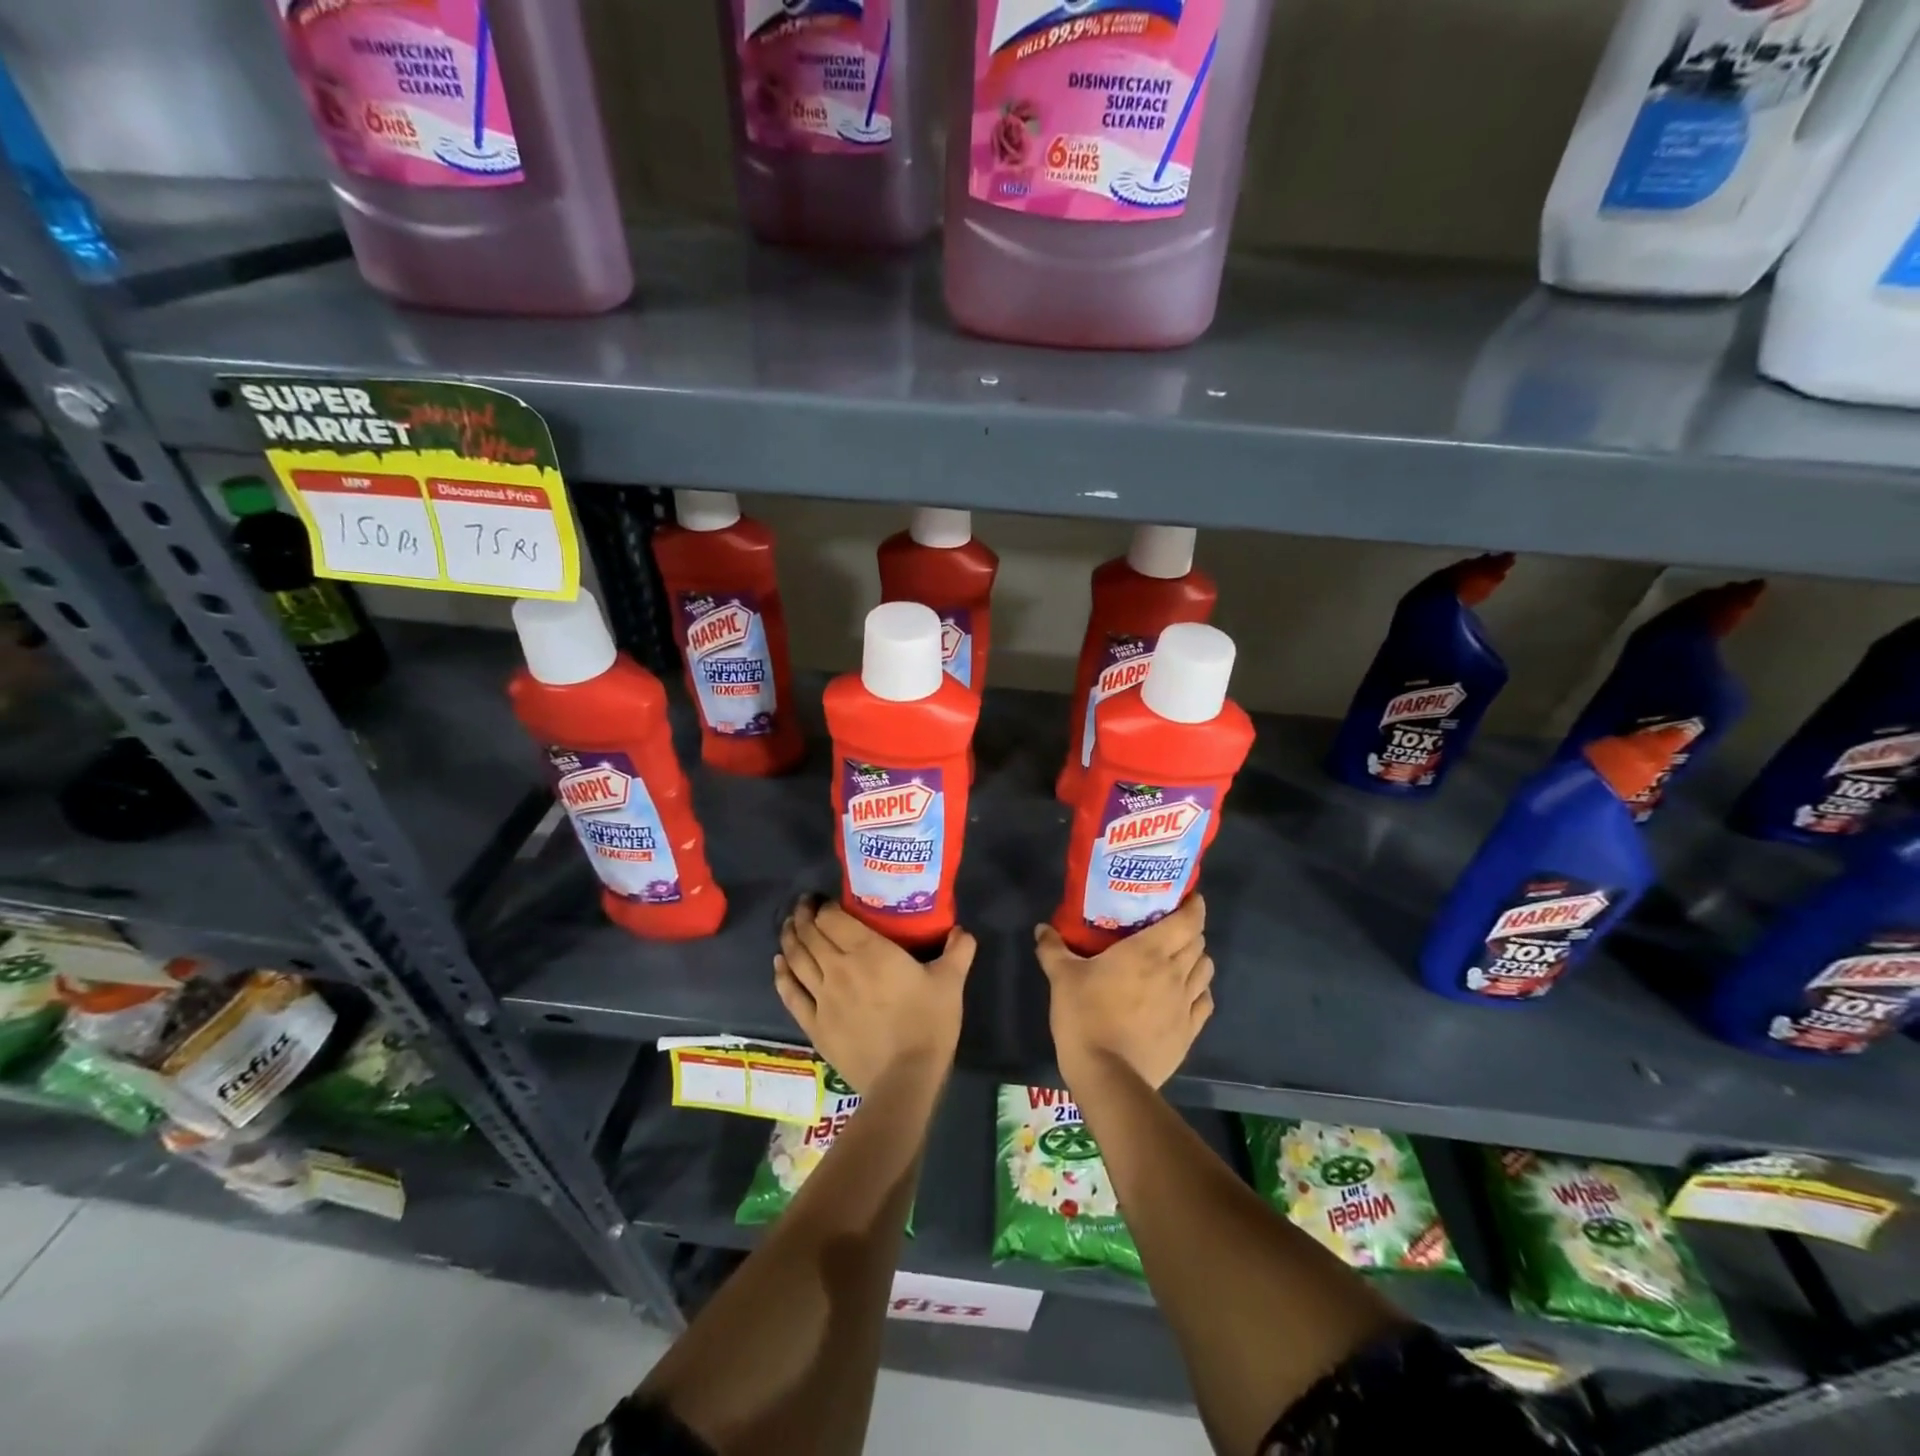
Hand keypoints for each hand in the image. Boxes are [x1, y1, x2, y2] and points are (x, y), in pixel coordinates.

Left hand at [774, 899, 975, 1093]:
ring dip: (790, 938)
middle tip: (803, 906)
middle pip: (811, 934)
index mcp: (868, 951)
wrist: (903, 1079)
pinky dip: (782, 975)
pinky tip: (779, 964)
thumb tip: (963, 930)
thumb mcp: (950, 983)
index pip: (834, 918)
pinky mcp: (813, 1024)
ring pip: (797, 959)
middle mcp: (838, 967)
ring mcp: (822, 997)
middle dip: (804, 916)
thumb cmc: (927, 1024)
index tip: (826, 900)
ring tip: (788, 926)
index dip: (825, 906)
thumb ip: (958, 951)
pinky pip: (790, 993)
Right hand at [1035, 895, 1213, 1091]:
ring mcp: (1186, 1004)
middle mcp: (1174, 972)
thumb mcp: (1061, 978)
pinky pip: (1205, 1002)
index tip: (1188, 898)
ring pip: (1205, 970)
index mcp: (1148, 951)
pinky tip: (1185, 994)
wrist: (1108, 1076)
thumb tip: (1042, 928)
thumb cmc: (1085, 1016)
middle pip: (1198, 942)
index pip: (1187, 920)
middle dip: (1190, 930)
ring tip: (1179, 959)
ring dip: (1196, 959)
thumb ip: (1053, 949)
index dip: (1193, 906)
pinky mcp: (1190, 1032)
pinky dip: (1200, 991)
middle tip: (1171, 927)